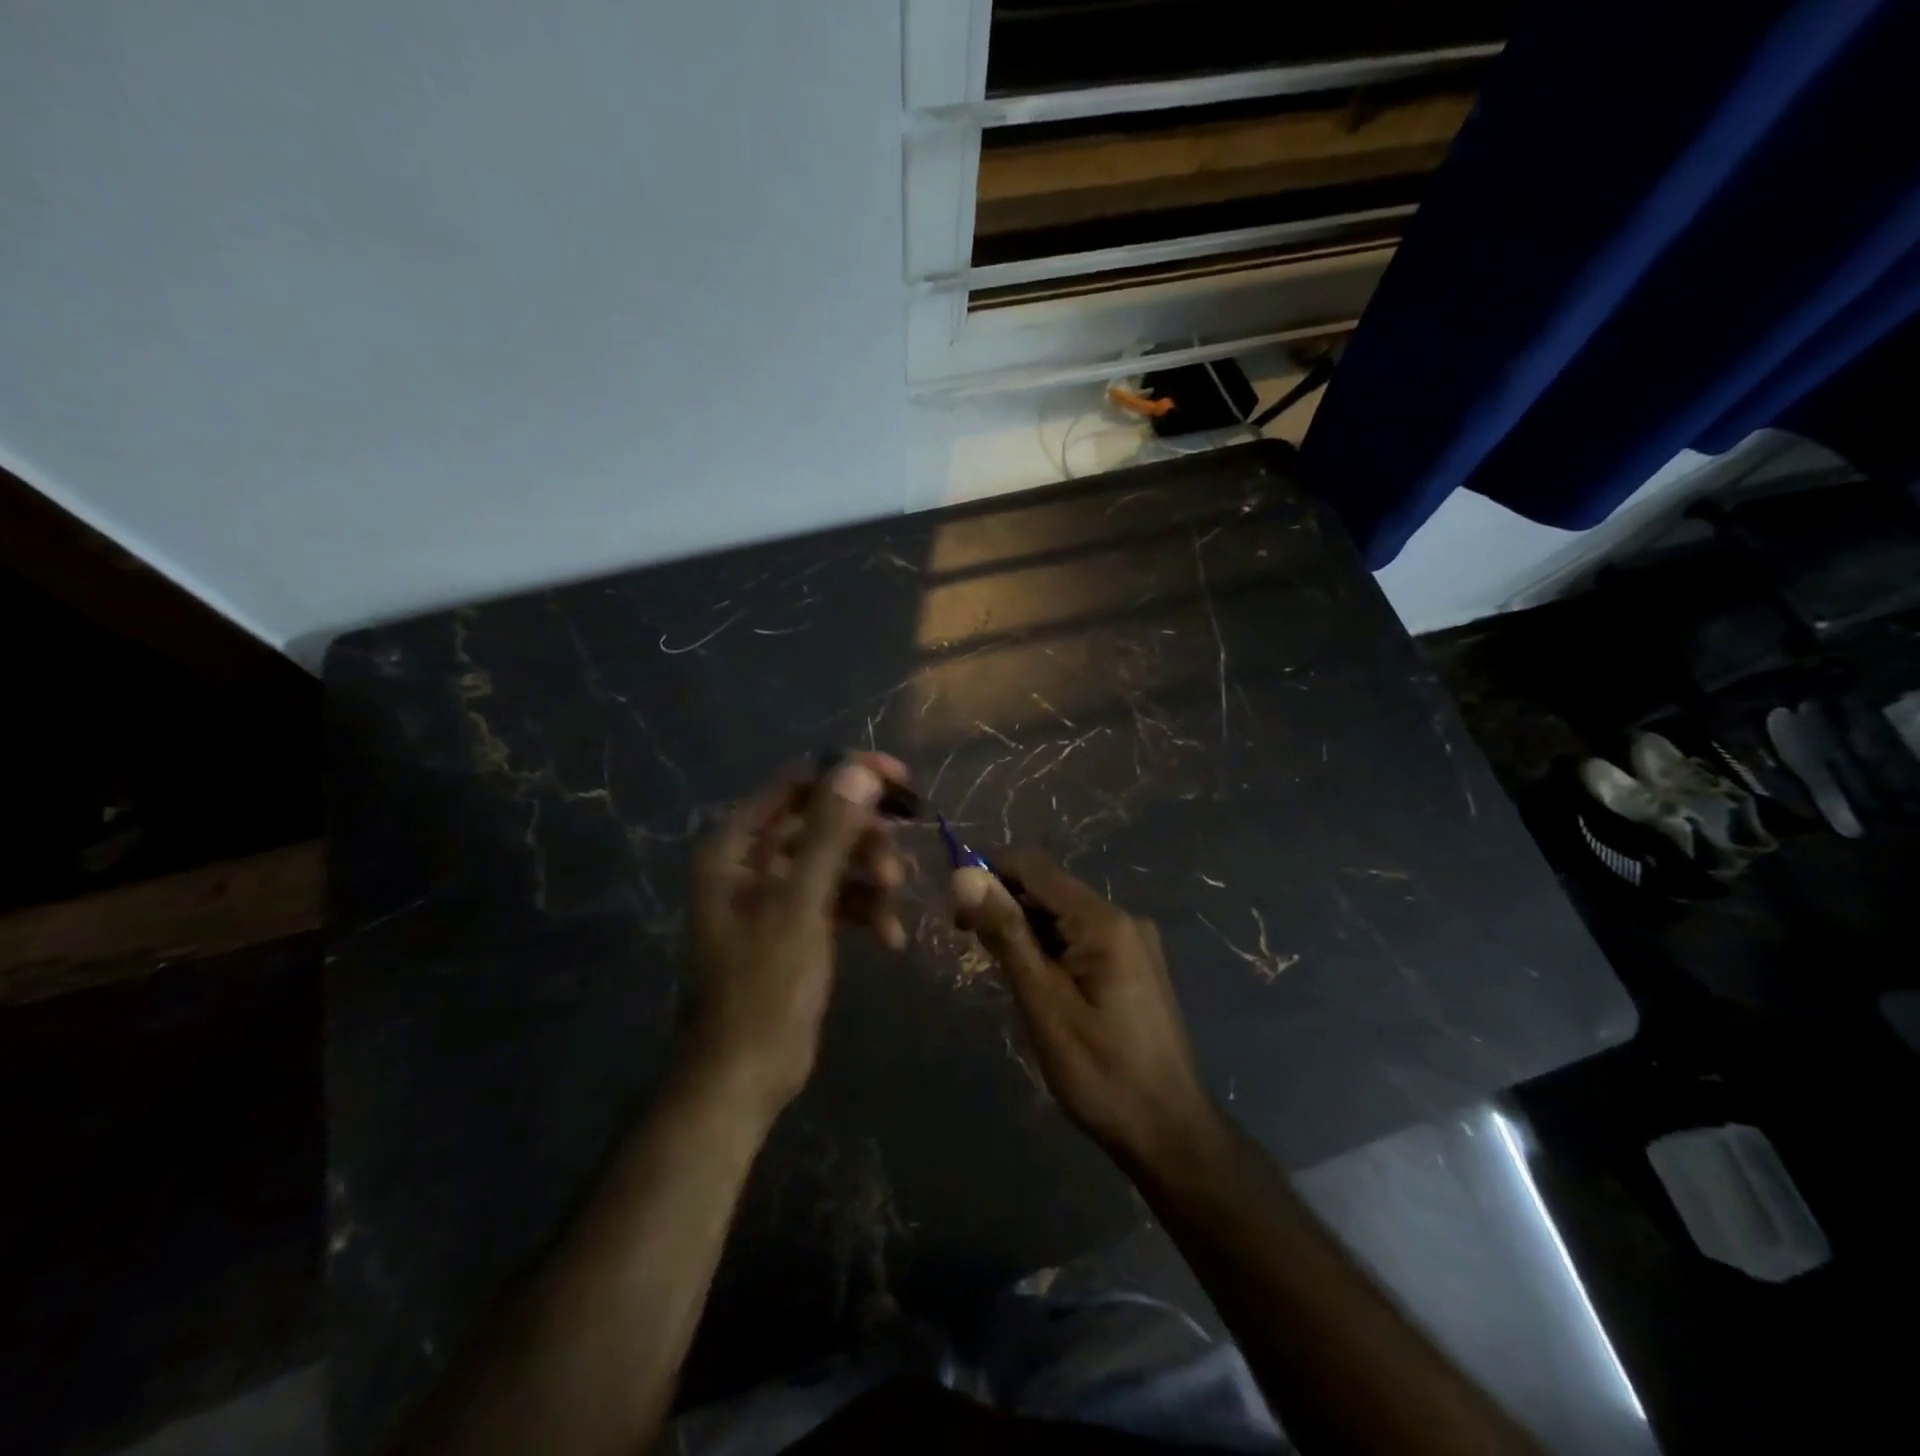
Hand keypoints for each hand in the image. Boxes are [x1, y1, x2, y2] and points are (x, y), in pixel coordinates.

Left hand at [683, 752, 907, 1120]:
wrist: (743, 1078)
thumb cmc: (762, 989)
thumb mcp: (800, 907)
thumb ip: (830, 835)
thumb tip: (859, 769)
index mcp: (736, 846)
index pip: (797, 784)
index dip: (848, 775)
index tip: (901, 782)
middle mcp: (752, 861)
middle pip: (822, 820)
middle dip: (865, 837)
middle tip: (902, 853)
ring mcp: (776, 893)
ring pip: (837, 859)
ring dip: (871, 877)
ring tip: (893, 903)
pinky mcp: (798, 923)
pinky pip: (840, 898)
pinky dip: (866, 910)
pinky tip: (890, 938)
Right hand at [952, 853, 1215, 1170]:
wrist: (1170, 1133)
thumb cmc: (1101, 1072)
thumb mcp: (1044, 1004)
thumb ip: (1006, 935)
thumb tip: (964, 875)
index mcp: (1104, 921)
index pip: (1034, 867)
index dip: (990, 877)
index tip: (957, 911)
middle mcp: (1123, 918)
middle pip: (1050, 890)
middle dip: (1006, 906)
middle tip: (973, 947)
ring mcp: (1133, 942)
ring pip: (1064, 916)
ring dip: (1026, 931)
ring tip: (1004, 974)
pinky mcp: (1134, 965)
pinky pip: (1081, 938)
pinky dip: (1051, 949)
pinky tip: (1037, 983)